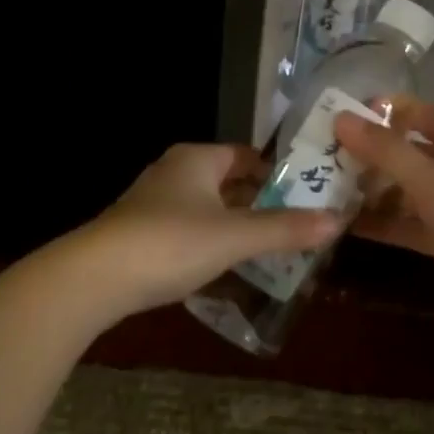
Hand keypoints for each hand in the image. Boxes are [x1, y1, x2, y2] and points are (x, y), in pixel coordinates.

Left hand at [75, 143, 338, 322]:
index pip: (246, 155)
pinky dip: (211, 242)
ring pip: (208, 207)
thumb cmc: (171, 242)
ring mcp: (154, 202)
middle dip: (260, 203)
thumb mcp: (235, 237)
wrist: (94, 278)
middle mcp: (175, 171)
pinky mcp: (141, 233)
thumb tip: (338, 221)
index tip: (305, 196)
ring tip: (269, 249)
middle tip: (295, 226)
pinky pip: (188, 229)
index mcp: (197, 158)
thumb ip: (285, 229)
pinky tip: (226, 267)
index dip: (276, 174)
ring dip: (236, 225)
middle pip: (228, 181)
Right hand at [333, 99, 433, 337]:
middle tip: (312, 160)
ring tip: (316, 192)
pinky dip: (375, 222)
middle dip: (360, 153)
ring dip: (364, 188)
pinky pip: (399, 221)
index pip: (406, 111)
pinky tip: (338, 225)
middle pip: (396, 149)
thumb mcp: (432, 180)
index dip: (371, 112)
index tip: (328, 120)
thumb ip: (386, 150)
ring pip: (395, 187)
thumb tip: (340, 118)